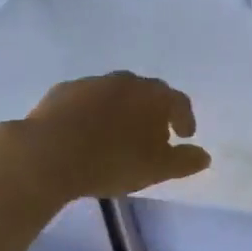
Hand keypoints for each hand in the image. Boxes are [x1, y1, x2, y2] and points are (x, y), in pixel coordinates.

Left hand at [23, 72, 211, 198]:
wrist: (47, 154)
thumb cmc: (112, 161)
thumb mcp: (157, 169)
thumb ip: (185, 161)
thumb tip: (204, 156)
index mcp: (153, 95)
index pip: (178, 101)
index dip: (185, 118)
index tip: (185, 135)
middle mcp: (125, 81)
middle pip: (146, 93)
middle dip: (152, 112)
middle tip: (152, 135)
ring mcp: (91, 83)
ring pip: (114, 94)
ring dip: (121, 111)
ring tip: (117, 136)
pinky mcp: (61, 92)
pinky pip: (85, 101)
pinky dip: (92, 113)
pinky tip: (85, 133)